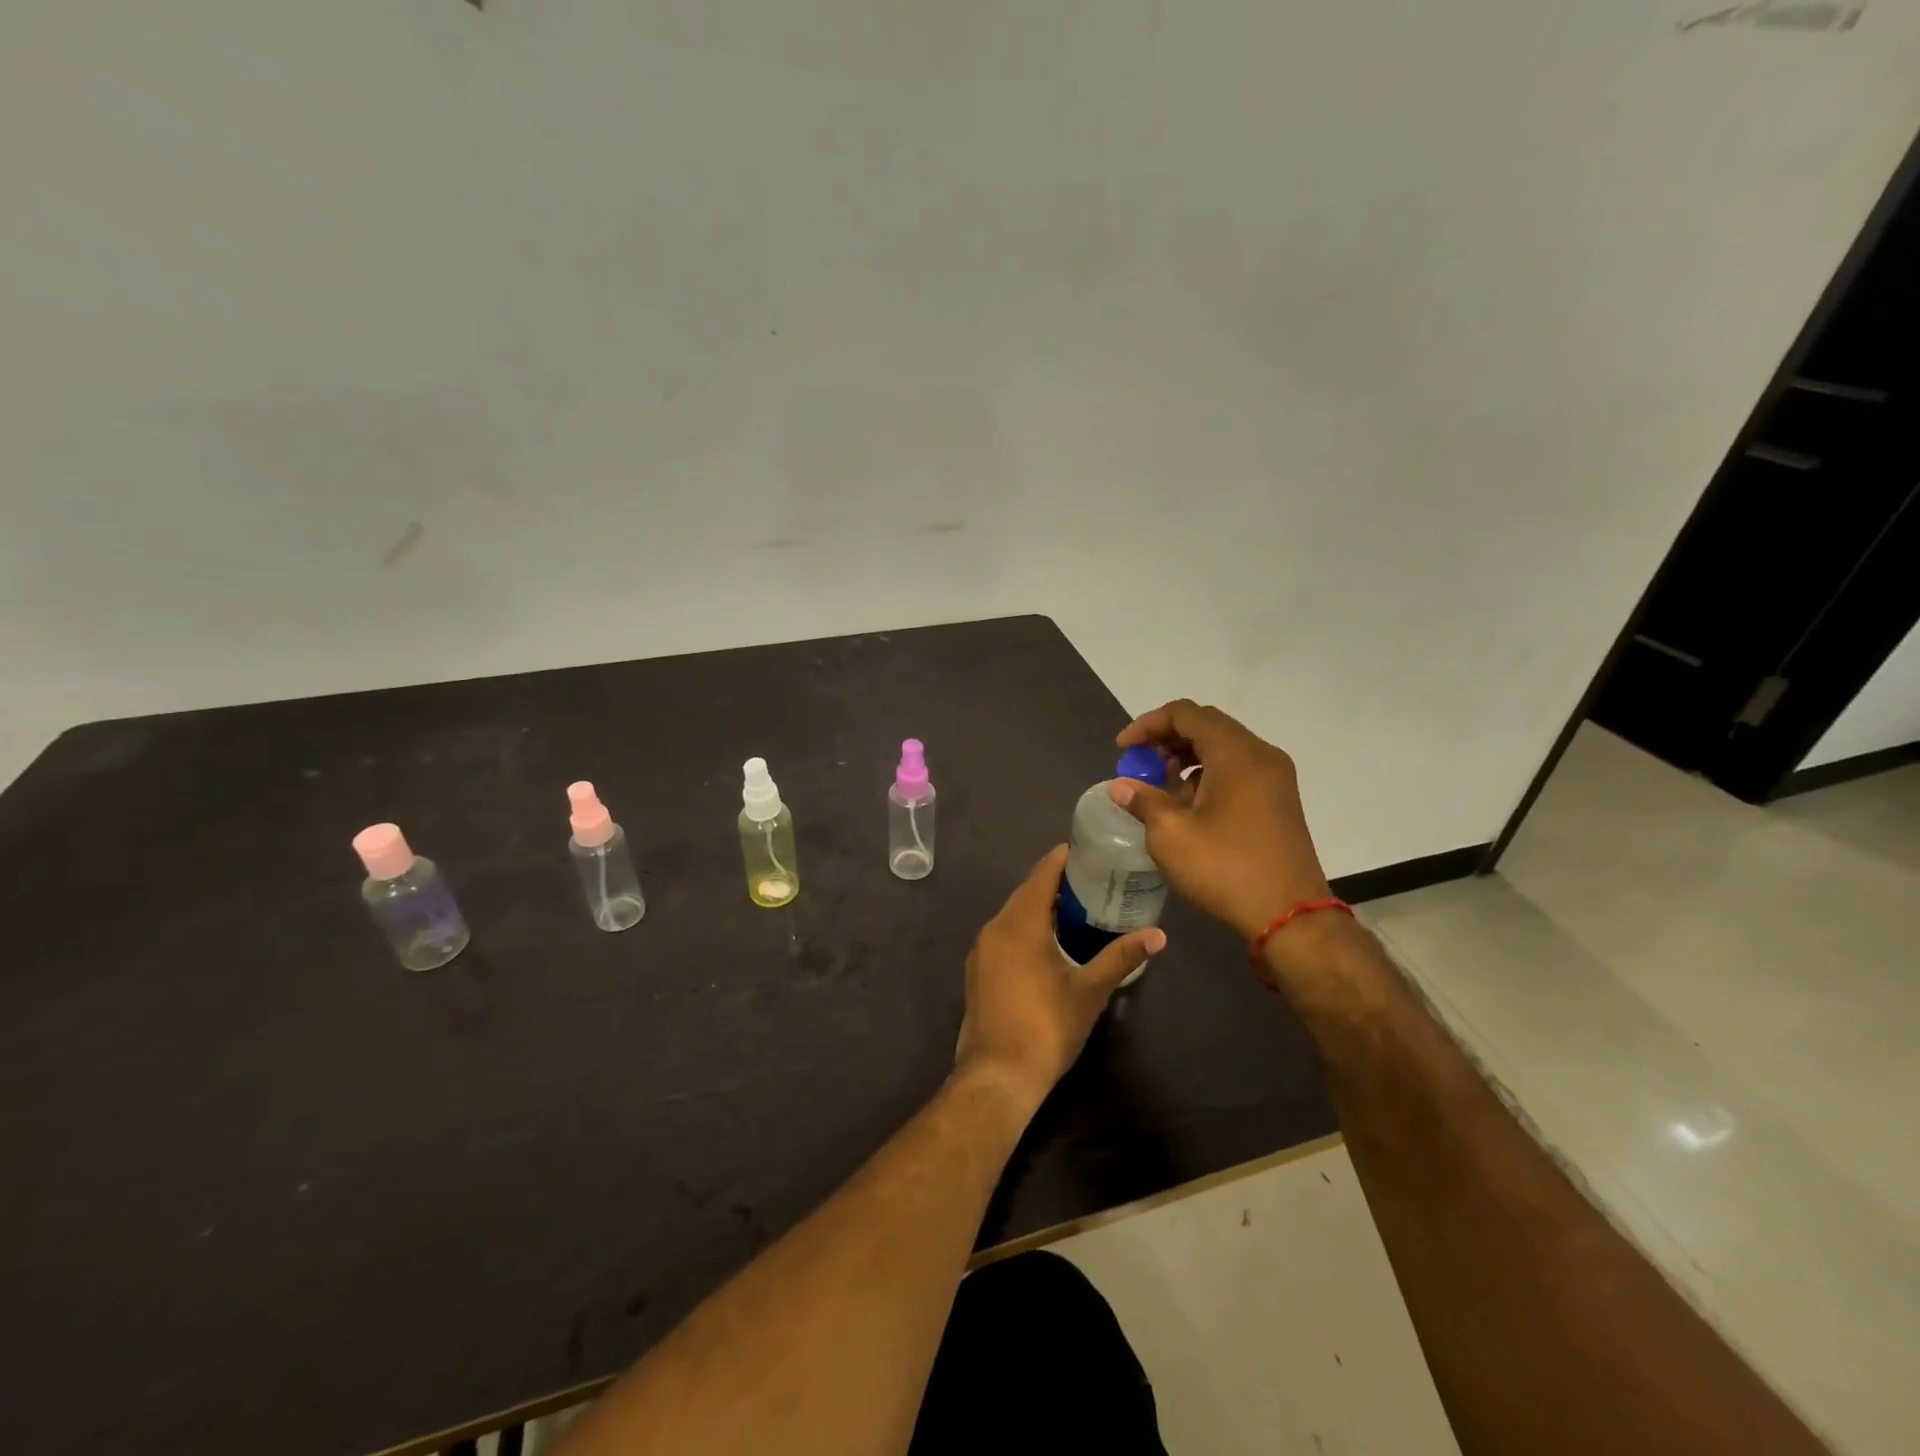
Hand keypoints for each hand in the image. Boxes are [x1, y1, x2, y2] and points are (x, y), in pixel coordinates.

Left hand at [955, 845, 1164, 1108]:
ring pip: (1014, 914)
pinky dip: (1026, 928)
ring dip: (1041, 907)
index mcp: (1020, 923)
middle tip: (1094, 881)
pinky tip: (1049, 943)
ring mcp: (981, 950)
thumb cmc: (1046, 1028)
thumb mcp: (1089, 991)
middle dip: (1057, 883)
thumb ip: (1121, 957)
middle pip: (1027, 892)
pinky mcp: (977, 970)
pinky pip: (1004, 934)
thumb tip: (1158, 935)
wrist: (996, 1076)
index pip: (1042, 873)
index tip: (1091, 851)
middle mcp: (995, 927)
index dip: (1065, 858)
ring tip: (1077, 909)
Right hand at [1109, 699, 1332, 943]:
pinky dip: (1209, 773)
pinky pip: (1238, 768)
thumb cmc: (1225, 868)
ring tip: (1161, 786)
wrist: (1289, 916)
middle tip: (1140, 764)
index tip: (1123, 750)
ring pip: (1224, 747)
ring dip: (1187, 757)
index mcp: (1236, 753)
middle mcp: (1261, 755)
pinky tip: (1190, 804)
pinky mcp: (1279, 799)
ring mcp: (1275, 777)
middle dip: (1167, 739)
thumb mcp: (1170, 834)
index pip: (1185, 714)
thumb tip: (1122, 786)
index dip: (1148, 724)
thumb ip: (1143, 800)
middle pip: (1207, 726)